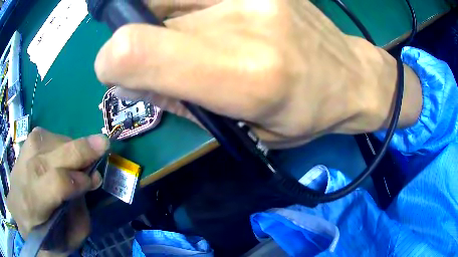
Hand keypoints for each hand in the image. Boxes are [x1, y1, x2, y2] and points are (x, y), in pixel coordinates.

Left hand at [7, 128, 108, 255]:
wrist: (17, 213)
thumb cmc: (42, 233)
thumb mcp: (67, 239)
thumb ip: (79, 213)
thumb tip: (88, 181)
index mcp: (34, 202)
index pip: (57, 183)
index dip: (79, 180)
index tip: (95, 180)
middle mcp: (26, 171)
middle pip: (56, 155)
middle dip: (81, 150)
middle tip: (104, 143)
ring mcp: (24, 152)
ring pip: (54, 141)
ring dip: (72, 149)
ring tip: (77, 162)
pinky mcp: (26, 143)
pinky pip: (48, 135)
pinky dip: (61, 143)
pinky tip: (61, 154)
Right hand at [95, 0, 421, 147]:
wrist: (350, 77)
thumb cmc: (306, 112)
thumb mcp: (246, 130)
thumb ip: (180, 103)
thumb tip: (127, 82)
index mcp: (243, 73)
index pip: (133, 50)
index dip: (111, 63)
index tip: (119, 75)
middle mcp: (243, 19)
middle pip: (146, 20)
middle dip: (140, 45)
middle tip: (170, 61)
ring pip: (167, 0)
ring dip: (164, 23)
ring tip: (203, 41)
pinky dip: (186, 7)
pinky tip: (218, 22)